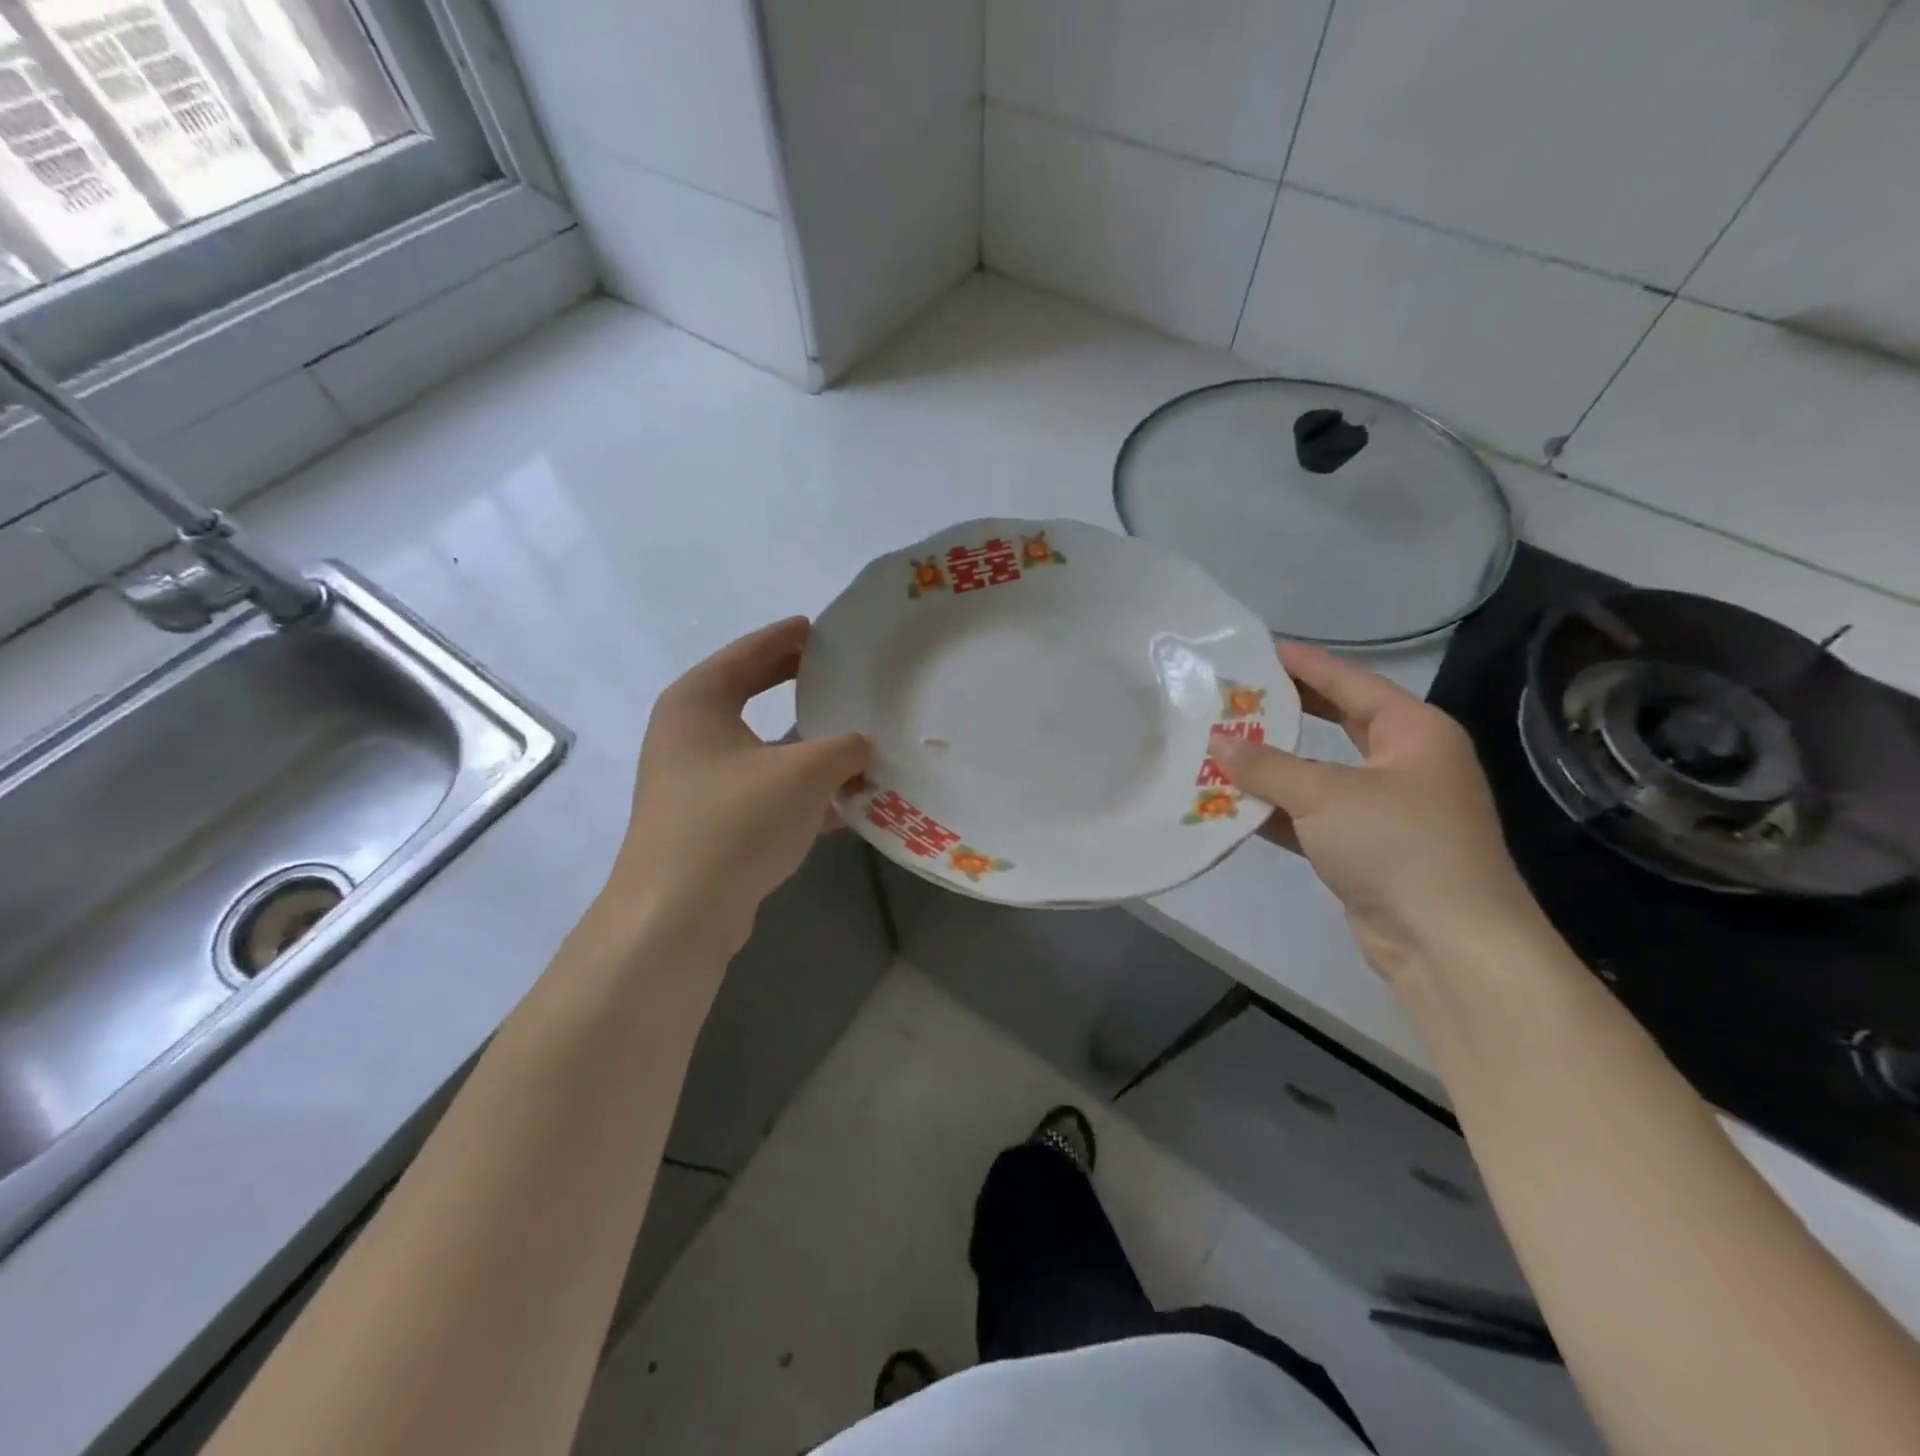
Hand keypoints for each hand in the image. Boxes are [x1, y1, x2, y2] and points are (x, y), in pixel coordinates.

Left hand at [610, 617, 871, 954]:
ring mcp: (695, 783)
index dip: (785, 638)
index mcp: (698, 702)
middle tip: (840, 674)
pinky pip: (762, 791)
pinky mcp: (708, 824)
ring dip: (805, 747)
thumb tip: (865, 744)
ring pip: (760, 750)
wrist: (678, 915)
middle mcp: (688, 736)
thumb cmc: (736, 821)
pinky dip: (798, 791)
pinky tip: (842, 803)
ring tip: (854, 738)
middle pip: (750, 696)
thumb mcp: (804, 773)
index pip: (747, 654)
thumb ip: (845, 748)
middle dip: (795, 687)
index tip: (819, 627)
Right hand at [1210, 642, 1542, 980]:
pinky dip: (1277, 810)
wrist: (1447, 943)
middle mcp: (1404, 763)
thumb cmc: (1398, 845)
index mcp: (1414, 732)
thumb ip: (1267, 765)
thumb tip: (1217, 740)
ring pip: (1319, 773)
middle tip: (1235, 693)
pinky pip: (1312, 816)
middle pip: (1337, 722)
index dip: (1304, 664)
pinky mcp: (1365, 849)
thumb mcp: (1326, 795)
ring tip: (1221, 743)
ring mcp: (1385, 809)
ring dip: (1273, 765)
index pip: (1351, 682)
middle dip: (1286, 710)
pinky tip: (1233, 801)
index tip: (1258, 649)